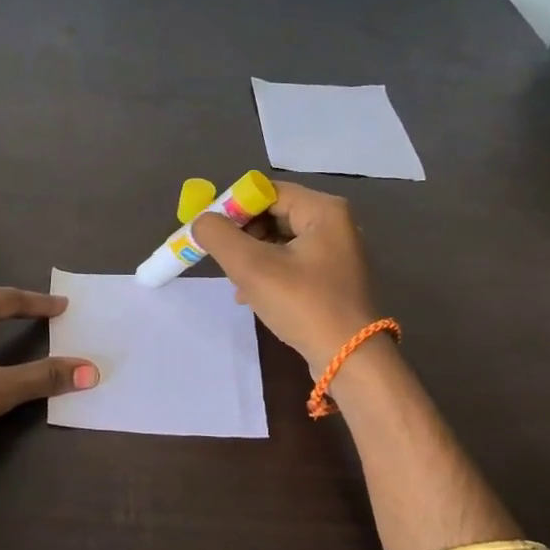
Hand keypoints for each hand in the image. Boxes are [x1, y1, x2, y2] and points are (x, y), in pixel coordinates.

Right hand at [190, 182, 378, 371]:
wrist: (348, 358)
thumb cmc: (302, 304)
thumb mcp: (251, 266)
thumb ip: (218, 236)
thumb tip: (201, 221)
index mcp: (323, 210)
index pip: (266, 192)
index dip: (232, 207)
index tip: (209, 231)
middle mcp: (334, 224)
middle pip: (272, 214)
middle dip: (241, 235)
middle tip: (221, 258)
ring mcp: (334, 253)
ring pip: (278, 241)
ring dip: (250, 257)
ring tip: (235, 281)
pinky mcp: (330, 278)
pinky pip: (289, 263)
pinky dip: (266, 273)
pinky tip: (250, 295)